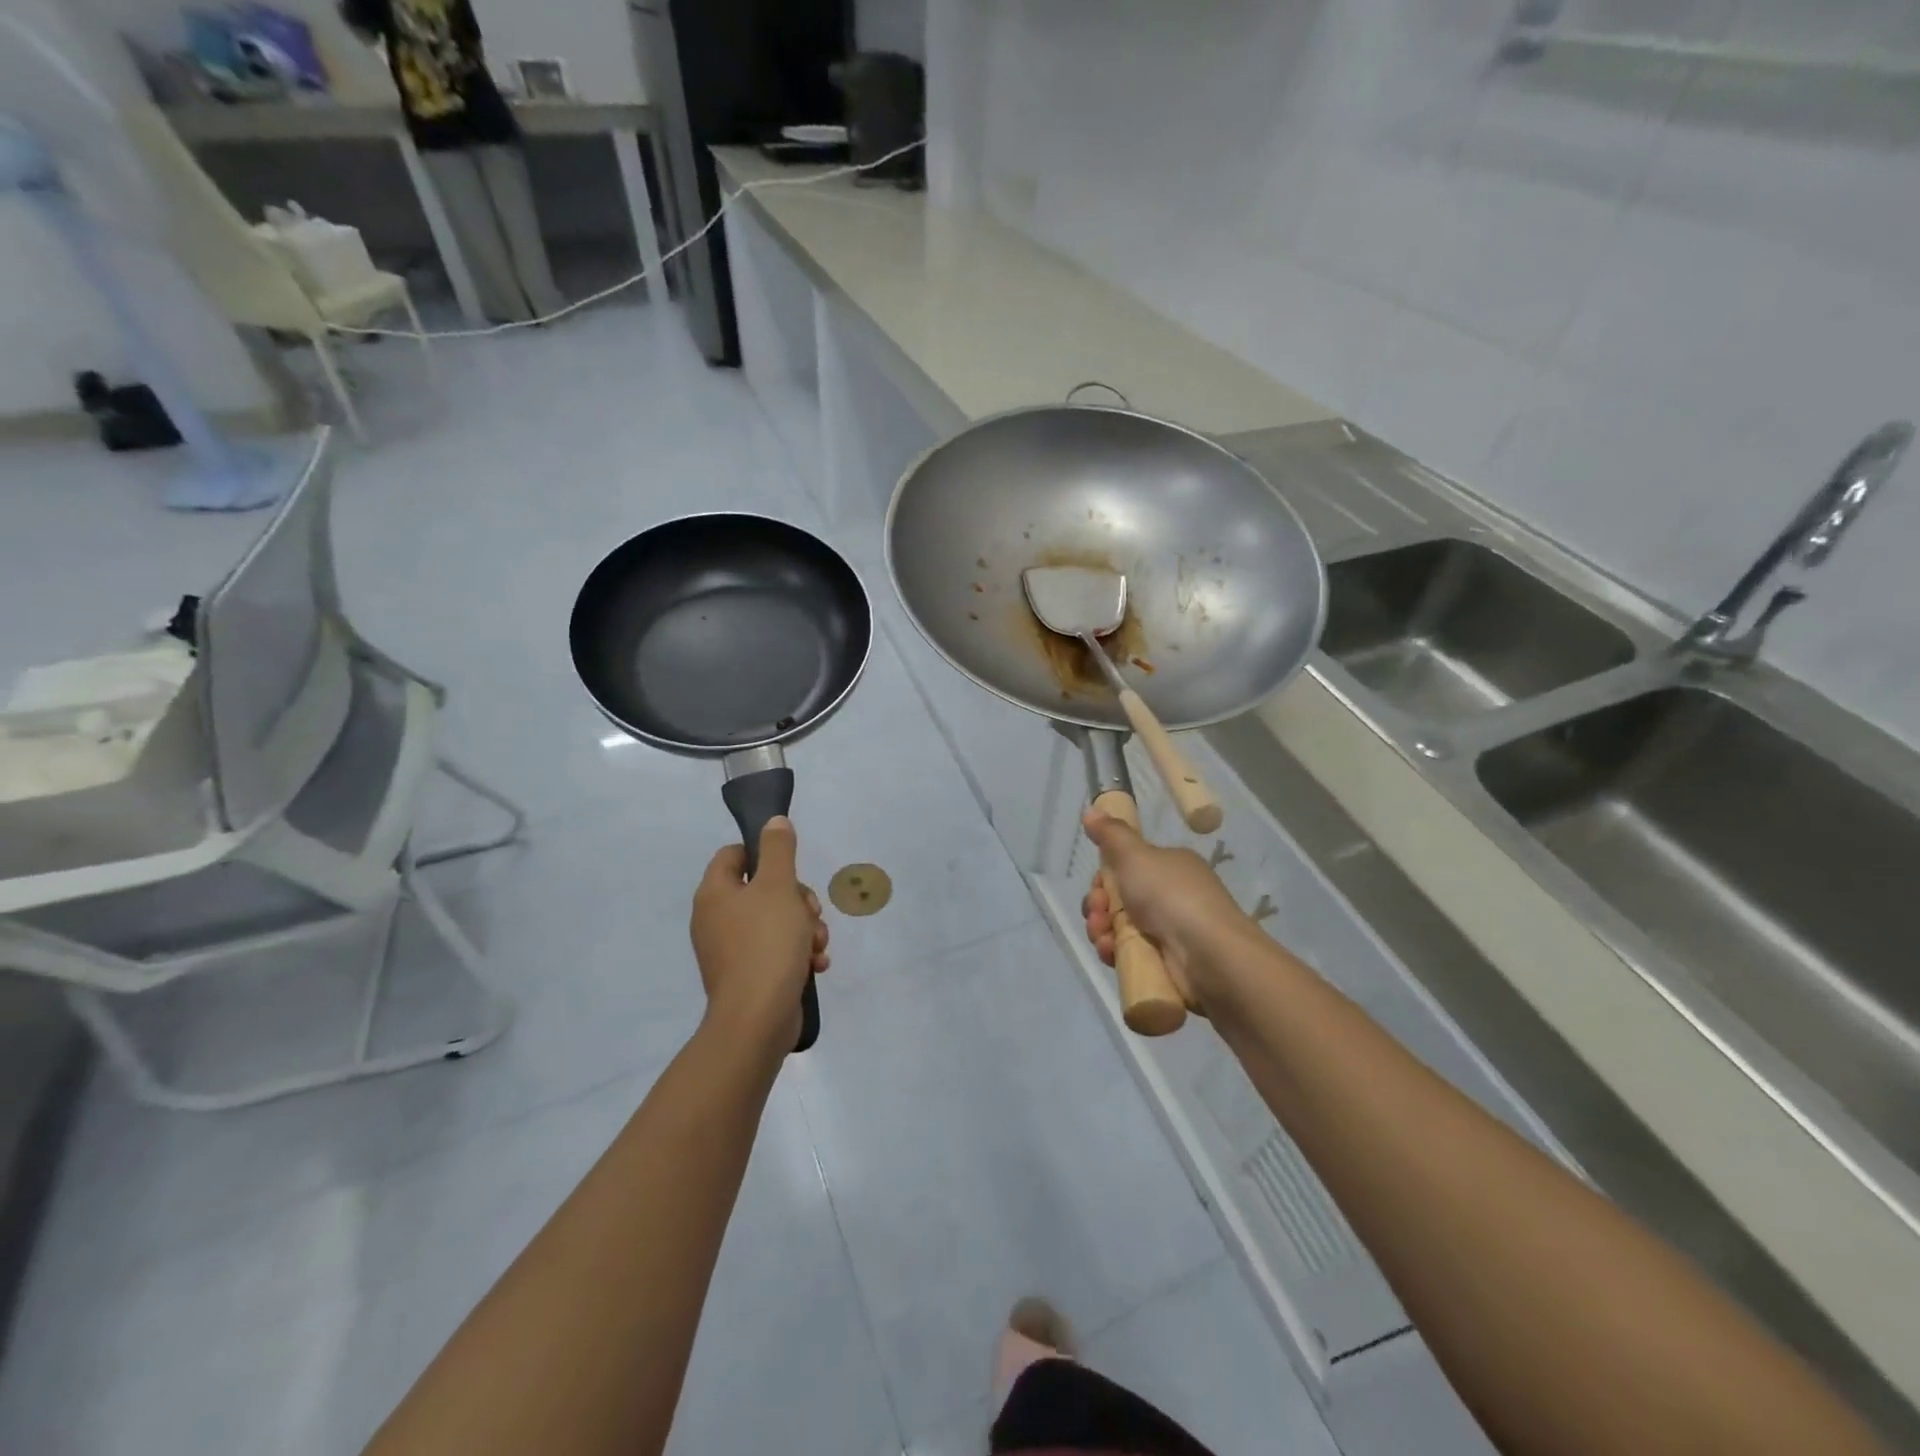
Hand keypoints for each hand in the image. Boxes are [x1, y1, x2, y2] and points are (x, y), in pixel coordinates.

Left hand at [691, 817, 828, 1053]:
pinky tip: (815, 964)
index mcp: (714, 893)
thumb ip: (778, 849)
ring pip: (776, 922)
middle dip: (797, 899)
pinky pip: (776, 952)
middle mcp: (716, 919)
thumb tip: (774, 822)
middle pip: (762, 890)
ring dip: (804, 928)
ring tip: (817, 944)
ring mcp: (730, 951)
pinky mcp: (747, 976)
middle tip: (811, 912)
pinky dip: (797, 954)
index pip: (734, 855)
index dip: (764, 855)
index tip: (791, 869)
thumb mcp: (778, 886)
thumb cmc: (767, 943)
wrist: (758, 1018)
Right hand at [1080, 810, 1253, 1013]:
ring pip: (1119, 927)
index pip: (1125, 868)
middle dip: (1098, 906)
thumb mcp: (1135, 855)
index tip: (1096, 886)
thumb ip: (1111, 834)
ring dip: (1101, 930)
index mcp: (1169, 867)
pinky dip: (1115, 952)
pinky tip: (1110, 953)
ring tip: (1103, 937)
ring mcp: (1170, 931)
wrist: (1208, 954)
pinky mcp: (1167, 962)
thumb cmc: (1170, 895)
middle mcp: (1170, 896)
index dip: (1103, 878)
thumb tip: (1090, 810)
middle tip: (1097, 913)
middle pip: (1118, 899)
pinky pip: (1130, 953)